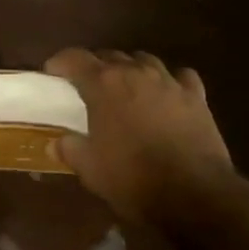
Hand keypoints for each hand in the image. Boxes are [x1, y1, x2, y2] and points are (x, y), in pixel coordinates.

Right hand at [45, 49, 237, 230]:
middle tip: (87, 86)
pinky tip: (167, 94)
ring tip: (126, 87)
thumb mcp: (91, 169)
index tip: (52, 72)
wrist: (193, 193)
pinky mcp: (196, 96)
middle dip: (95, 67)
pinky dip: (170, 81)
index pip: (75, 58)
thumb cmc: (133, 179)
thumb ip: (70, 150)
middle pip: (110, 56)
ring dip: (131, 69)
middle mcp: (136, 73)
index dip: (60, 62)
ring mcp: (169, 81)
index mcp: (104, 85)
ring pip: (144, 61)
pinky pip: (180, 77)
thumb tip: (55, 144)